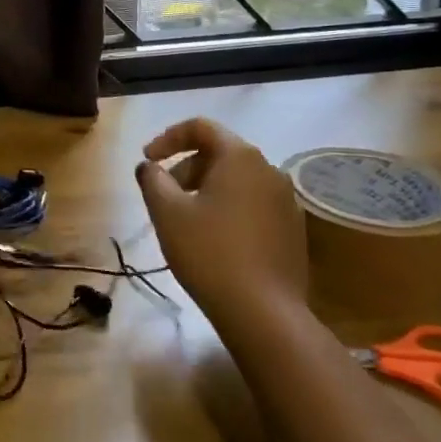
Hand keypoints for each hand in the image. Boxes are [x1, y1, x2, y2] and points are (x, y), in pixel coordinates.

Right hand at [135, 118, 305, 323]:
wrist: (265, 313)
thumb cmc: (210, 253)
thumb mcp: (168, 213)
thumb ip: (153, 180)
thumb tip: (149, 166)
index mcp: (240, 157)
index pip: (201, 127)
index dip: (168, 138)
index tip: (148, 161)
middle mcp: (269, 170)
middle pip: (220, 154)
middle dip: (186, 168)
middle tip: (163, 196)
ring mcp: (286, 201)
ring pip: (237, 181)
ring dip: (206, 190)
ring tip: (185, 220)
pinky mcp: (292, 231)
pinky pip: (253, 205)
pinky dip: (228, 209)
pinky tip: (214, 240)